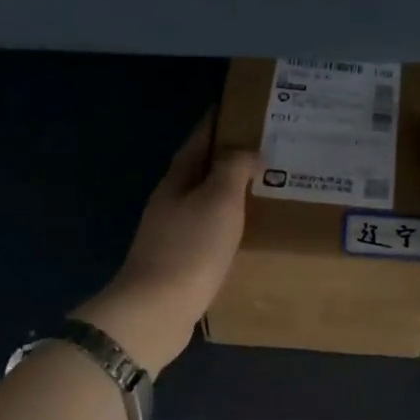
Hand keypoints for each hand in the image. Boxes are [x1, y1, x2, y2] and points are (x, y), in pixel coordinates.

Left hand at [75, 113, 255, 372]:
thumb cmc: (191, 249)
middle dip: (226, 159)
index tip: (236, 109)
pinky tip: (244, 234)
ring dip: (228, 194)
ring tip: (260, 190)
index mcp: (176, 182)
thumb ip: (232, 169)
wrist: (157, 310)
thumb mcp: (219, 200)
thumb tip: (246, 150)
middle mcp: (170, 204)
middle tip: (262, 152)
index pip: (198, 143)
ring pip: (204, 204)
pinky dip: (226, 225)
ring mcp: (171, 236)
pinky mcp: (178, 264)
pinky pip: (208, 233)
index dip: (215, 125)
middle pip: (199, 172)